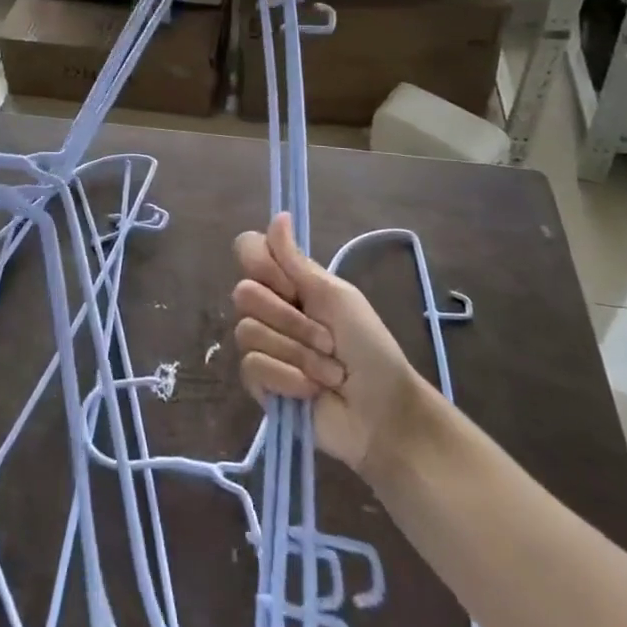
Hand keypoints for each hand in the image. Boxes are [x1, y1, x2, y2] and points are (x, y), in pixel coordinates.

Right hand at [232, 213, 422, 484]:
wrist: (382, 412)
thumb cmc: (369, 348)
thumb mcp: (337, 297)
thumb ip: (297, 261)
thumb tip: (279, 214)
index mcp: (287, 282)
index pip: (247, 250)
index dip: (264, 266)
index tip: (295, 287)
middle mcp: (268, 308)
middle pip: (244, 293)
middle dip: (292, 321)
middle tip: (326, 339)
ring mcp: (260, 344)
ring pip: (249, 331)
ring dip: (298, 354)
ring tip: (328, 371)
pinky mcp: (258, 381)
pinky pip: (253, 365)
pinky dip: (289, 377)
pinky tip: (311, 389)